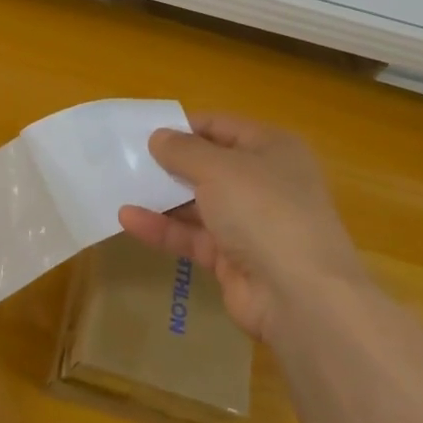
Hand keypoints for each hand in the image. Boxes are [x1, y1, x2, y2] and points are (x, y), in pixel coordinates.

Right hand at [118, 113, 367, 343]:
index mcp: (272, 148)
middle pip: (209, 165)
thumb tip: (158, 137)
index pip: (222, 126)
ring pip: (198, 203)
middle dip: (169, 163)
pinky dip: (163, 228)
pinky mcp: (234, 259)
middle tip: (126, 159)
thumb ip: (183, 150)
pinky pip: (193, 236)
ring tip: (120, 186)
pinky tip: (128, 219)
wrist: (301, 296)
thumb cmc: (263, 210)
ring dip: (162, 197)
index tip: (145, 130)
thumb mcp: (218, 168)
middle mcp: (264, 182)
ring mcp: (250, 223)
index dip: (185, 126)